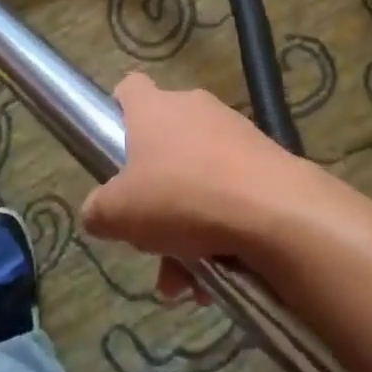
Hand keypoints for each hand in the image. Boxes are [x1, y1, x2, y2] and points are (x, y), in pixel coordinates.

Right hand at [81, 72, 329, 301]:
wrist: (274, 211)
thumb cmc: (181, 198)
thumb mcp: (118, 214)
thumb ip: (98, 210)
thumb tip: (97, 212)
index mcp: (154, 109)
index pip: (130, 89)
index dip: (118, 113)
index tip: (115, 148)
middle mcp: (193, 109)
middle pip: (163, 146)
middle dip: (154, 198)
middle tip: (150, 241)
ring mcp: (233, 132)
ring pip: (197, 178)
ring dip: (186, 227)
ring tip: (189, 281)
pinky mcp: (265, 159)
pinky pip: (230, 192)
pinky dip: (221, 229)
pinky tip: (220, 274)